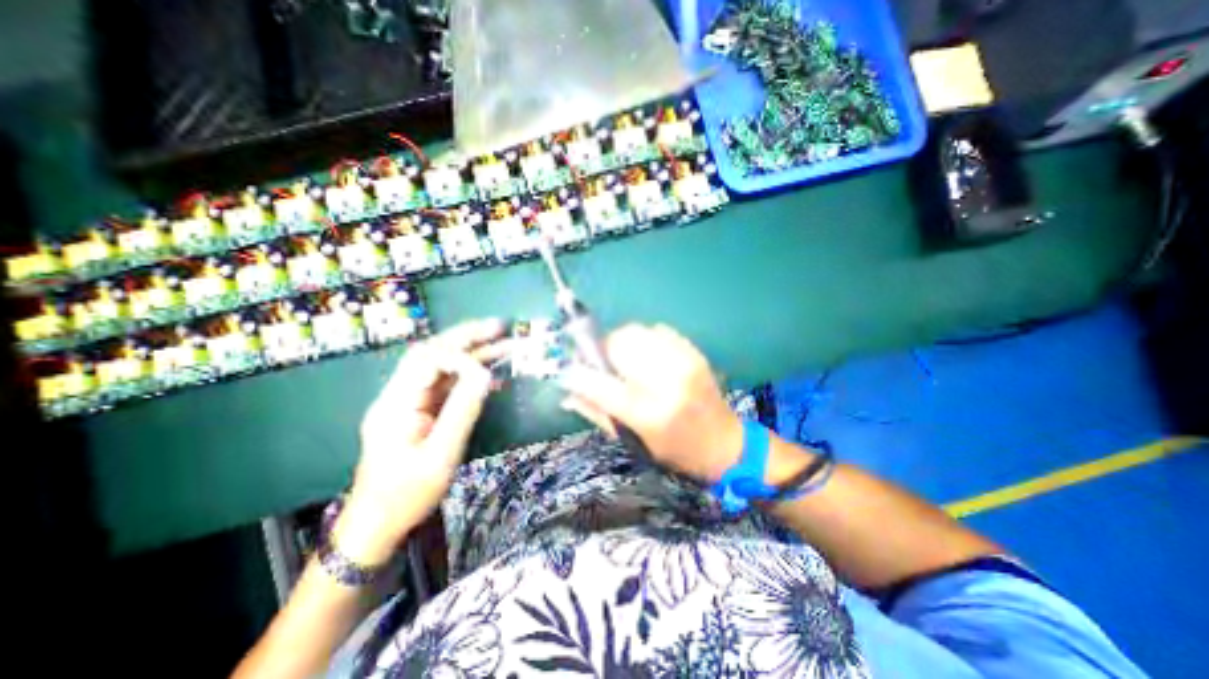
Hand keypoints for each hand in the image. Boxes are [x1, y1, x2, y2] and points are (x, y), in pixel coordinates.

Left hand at [330, 319, 506, 567]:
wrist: (377, 523)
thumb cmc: (406, 494)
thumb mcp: (440, 455)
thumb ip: (463, 412)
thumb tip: (485, 375)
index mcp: (396, 403)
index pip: (426, 361)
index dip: (460, 356)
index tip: (487, 370)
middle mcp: (399, 394)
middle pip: (432, 353)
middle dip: (467, 337)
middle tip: (500, 327)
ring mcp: (409, 400)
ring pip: (441, 366)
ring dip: (472, 352)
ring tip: (503, 342)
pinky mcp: (419, 410)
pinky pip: (446, 384)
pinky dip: (469, 374)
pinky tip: (491, 373)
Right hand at [561, 325, 747, 481]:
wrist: (725, 443)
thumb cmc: (675, 451)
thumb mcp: (634, 442)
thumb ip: (598, 414)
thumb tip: (567, 393)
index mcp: (650, 414)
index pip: (602, 385)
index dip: (578, 374)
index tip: (568, 371)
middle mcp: (667, 383)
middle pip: (620, 344)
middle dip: (602, 350)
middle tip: (603, 364)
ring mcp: (684, 362)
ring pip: (637, 331)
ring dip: (622, 342)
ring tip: (625, 359)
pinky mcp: (694, 352)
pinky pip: (658, 330)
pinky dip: (645, 339)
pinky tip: (648, 356)